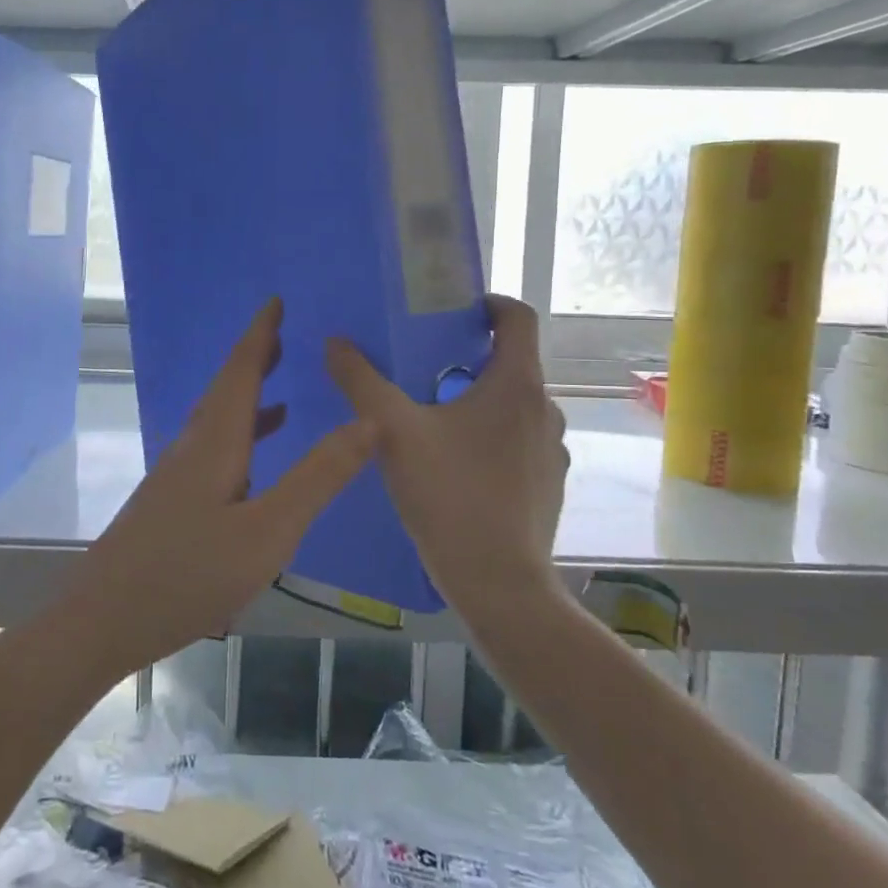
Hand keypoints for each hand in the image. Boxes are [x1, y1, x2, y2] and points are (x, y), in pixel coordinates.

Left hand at [65, 299, 376, 678]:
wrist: (103, 620)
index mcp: (215, 442)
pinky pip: (211, 449)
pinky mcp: (168, 501)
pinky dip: (239, 438)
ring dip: (247, 398)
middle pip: (225, 389)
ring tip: (280, 390)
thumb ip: (318, 477)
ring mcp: (174, 475)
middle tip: (283, 334)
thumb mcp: (268, 531)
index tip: (275, 300)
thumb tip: (368, 421)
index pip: (240, 371)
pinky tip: (252, 462)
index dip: (260, 334)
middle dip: (254, 358)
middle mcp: (191, 447)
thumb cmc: (188, 575)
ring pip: (216, 421)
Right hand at [325, 294, 568, 614]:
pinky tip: (455, 463)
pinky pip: (518, 441)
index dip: (489, 304)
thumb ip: (361, 382)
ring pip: (514, 405)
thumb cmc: (450, 495)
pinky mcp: (548, 483)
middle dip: (470, 356)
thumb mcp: (393, 432)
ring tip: (434, 414)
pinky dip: (491, 436)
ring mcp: (551, 449)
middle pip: (512, 362)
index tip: (455, 310)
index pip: (518, 317)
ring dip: (480, 398)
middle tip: (423, 365)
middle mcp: (545, 408)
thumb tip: (335, 342)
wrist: (499, 583)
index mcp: (517, 384)